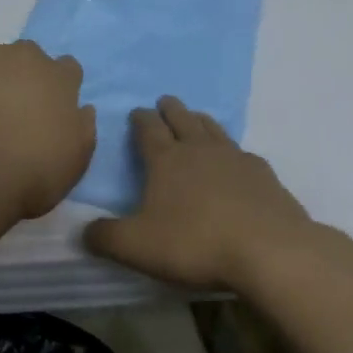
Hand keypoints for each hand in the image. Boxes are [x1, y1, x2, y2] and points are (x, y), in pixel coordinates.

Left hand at [0, 39, 96, 217]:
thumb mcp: (77, 158)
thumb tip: (82, 109)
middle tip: (12, 111)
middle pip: (30, 58)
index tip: (48, 109)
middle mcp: (29, 56)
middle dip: (24, 78)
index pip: (67, 68)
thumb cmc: (36, 172)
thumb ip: (83, 127)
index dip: (57, 88)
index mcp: (62, 78)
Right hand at [84, 96, 322, 291]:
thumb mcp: (137, 246)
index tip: (136, 112)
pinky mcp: (264, 175)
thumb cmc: (195, 243)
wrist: (269, 250)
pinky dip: (232, 151)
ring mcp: (235, 158)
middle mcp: (200, 150)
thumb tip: (84, 231)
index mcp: (166, 160)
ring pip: (214, 129)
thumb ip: (106, 237)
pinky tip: (236, 160)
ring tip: (196, 118)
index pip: (148, 129)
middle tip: (165, 101)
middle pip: (182, 119)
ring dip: (201, 120)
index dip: (140, 119)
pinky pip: (243, 153)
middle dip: (170, 109)